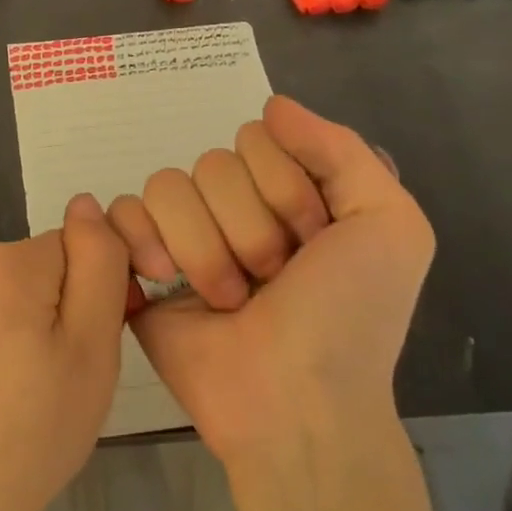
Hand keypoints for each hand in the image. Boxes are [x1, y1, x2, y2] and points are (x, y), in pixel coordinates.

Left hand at [0, 195, 129, 510]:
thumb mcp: (90, 355)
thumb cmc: (26, 442)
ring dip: (6, 324)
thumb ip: (99, 267)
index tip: (79, 351)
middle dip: (44, 310)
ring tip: (4, 393)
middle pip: (28, 270)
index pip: (71, 249)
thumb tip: (88, 205)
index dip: (87, 297)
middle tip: (45, 381)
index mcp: (4, 264)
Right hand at [108, 96, 433, 463]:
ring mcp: (184, 234)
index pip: (258, 137)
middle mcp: (234, 206)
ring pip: (168, 185)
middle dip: (248, 227)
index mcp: (287, 191)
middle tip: (270, 280)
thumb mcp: (389, 226)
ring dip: (204, 248)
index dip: (286, 189)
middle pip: (213, 162)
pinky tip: (163, 280)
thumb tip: (272, 105)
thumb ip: (342, 150)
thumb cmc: (350, 317)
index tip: (313, 241)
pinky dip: (142, 242)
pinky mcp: (139, 264)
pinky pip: (122, 213)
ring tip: (227, 300)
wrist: (295, 405)